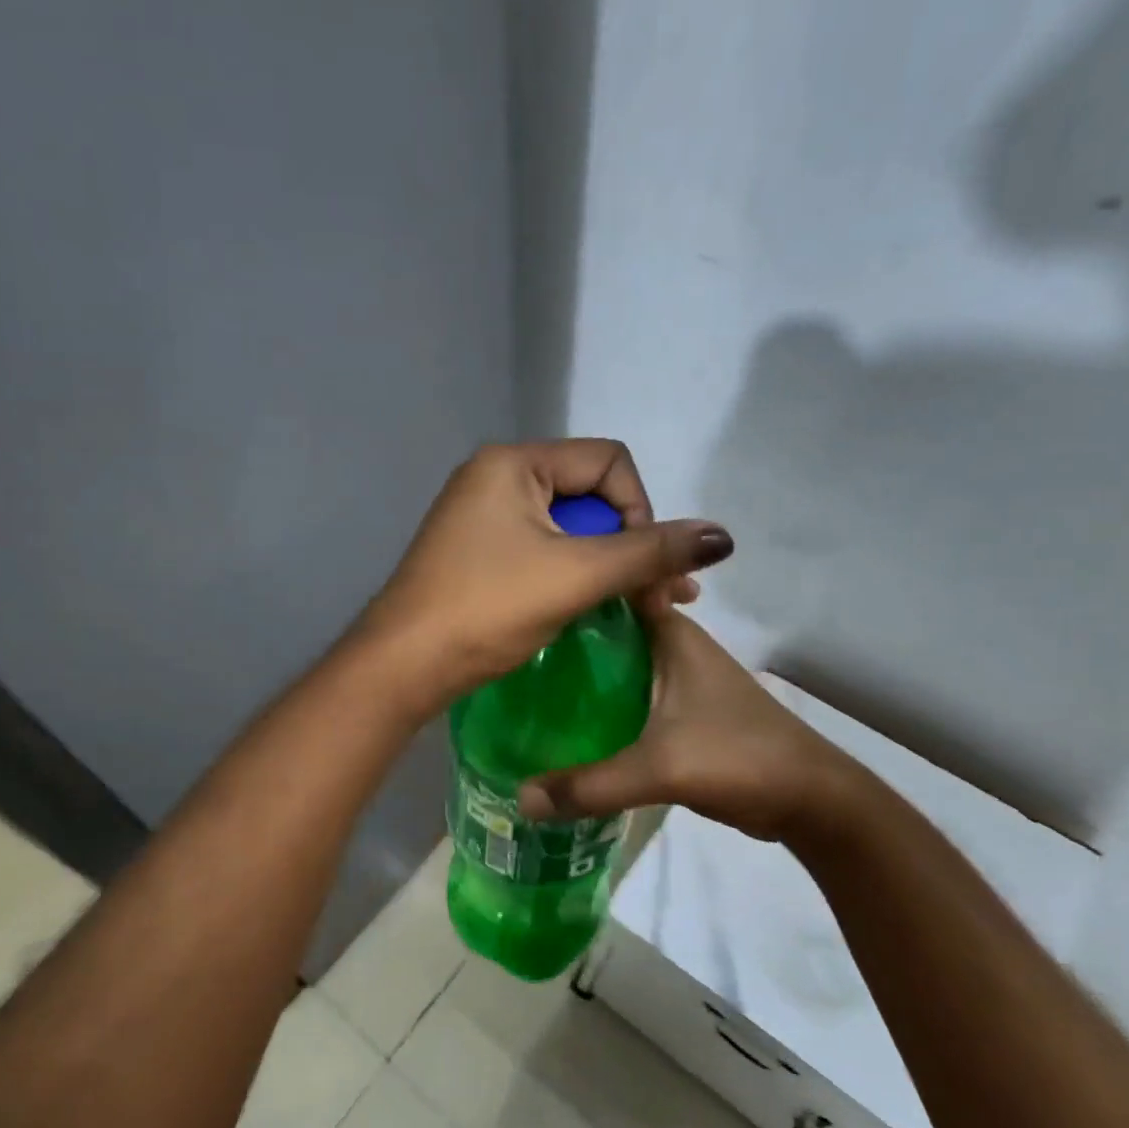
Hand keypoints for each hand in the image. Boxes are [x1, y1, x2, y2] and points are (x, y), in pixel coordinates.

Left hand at [356, 440, 733, 712]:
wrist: (404, 665)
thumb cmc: (488, 609)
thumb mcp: (577, 575)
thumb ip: (651, 551)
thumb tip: (724, 536)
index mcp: (513, 462)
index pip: (609, 462)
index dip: (641, 511)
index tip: (642, 567)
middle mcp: (496, 477)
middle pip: (590, 496)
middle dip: (631, 545)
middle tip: (662, 598)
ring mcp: (483, 517)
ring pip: (569, 529)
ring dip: (610, 565)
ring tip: (646, 608)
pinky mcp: (479, 554)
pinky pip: (543, 552)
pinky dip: (575, 576)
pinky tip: (600, 608)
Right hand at [517, 604, 872, 844]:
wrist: (809, 799)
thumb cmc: (739, 757)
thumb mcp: (660, 769)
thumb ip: (589, 784)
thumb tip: (520, 798)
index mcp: (670, 633)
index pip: (615, 586)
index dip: (573, 581)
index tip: (526, 589)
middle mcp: (671, 645)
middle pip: (605, 625)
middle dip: (562, 630)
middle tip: (509, 642)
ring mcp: (675, 678)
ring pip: (614, 660)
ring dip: (578, 667)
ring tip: (524, 678)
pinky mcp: (677, 710)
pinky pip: (624, 692)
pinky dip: (597, 698)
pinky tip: (564, 718)